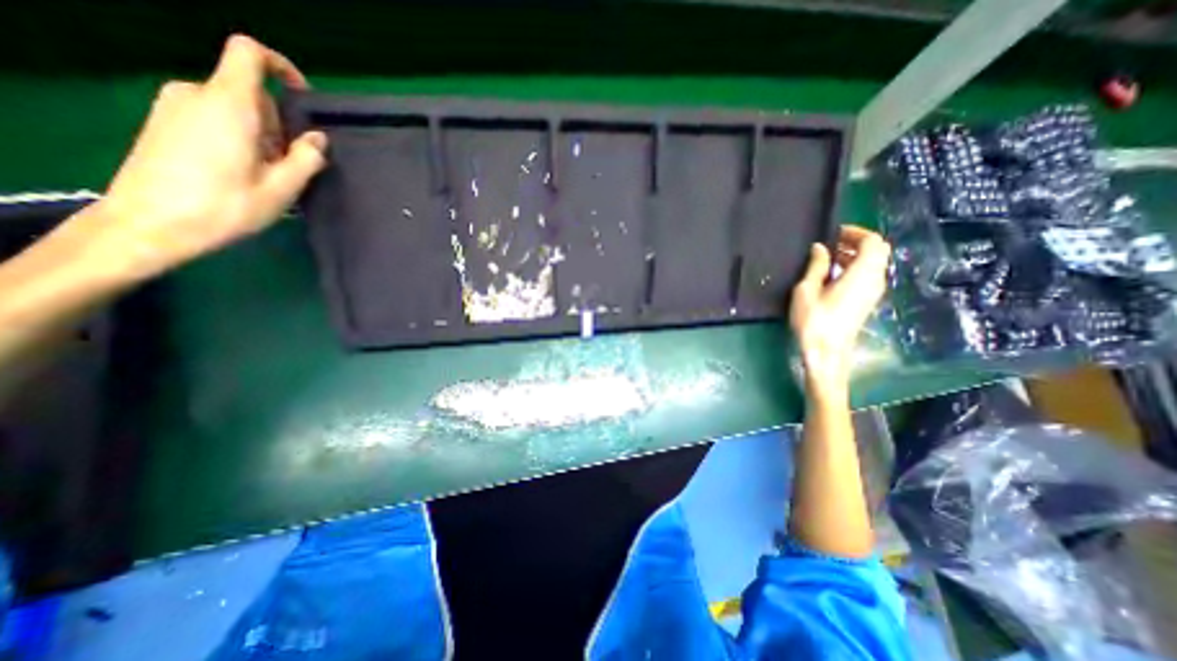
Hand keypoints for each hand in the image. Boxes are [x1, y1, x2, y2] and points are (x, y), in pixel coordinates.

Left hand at [85, 37, 324, 279]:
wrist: (150, 224)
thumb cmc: (225, 206)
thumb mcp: (282, 188)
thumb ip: (306, 159)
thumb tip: (318, 139)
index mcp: (229, 104)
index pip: (249, 54)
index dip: (281, 67)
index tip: (303, 98)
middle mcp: (197, 94)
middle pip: (251, 94)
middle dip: (278, 125)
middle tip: (286, 166)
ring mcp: (175, 106)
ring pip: (235, 108)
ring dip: (260, 136)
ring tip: (264, 175)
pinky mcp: (164, 122)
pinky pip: (214, 117)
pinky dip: (237, 137)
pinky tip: (239, 172)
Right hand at [790, 227, 893, 391]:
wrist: (826, 353)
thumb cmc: (814, 320)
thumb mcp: (807, 290)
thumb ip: (816, 266)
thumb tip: (820, 248)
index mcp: (863, 274)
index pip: (873, 242)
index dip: (855, 233)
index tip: (833, 234)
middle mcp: (875, 280)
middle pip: (877, 251)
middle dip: (856, 242)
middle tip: (829, 244)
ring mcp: (873, 293)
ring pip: (873, 264)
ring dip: (854, 256)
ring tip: (827, 258)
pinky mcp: (866, 302)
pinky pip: (867, 276)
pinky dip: (853, 268)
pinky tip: (831, 275)